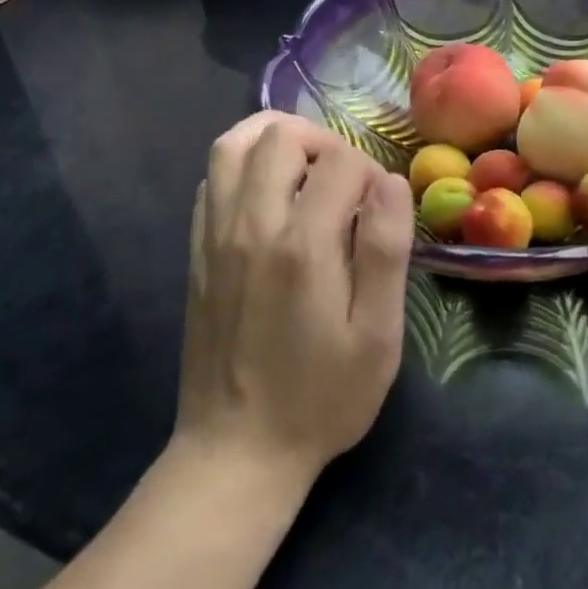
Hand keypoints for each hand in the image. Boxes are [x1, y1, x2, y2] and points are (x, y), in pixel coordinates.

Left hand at [174, 112, 413, 491]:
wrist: (236, 452)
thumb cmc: (321, 397)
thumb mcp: (376, 335)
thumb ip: (385, 250)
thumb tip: (390, 181)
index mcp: (302, 245)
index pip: (339, 160)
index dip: (370, 171)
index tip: (380, 209)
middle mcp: (251, 225)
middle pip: (280, 136)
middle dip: (324, 143)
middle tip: (346, 183)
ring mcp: (215, 236)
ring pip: (233, 145)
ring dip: (276, 141)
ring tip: (306, 170)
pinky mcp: (197, 252)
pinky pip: (213, 179)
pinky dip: (244, 167)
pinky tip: (270, 198)